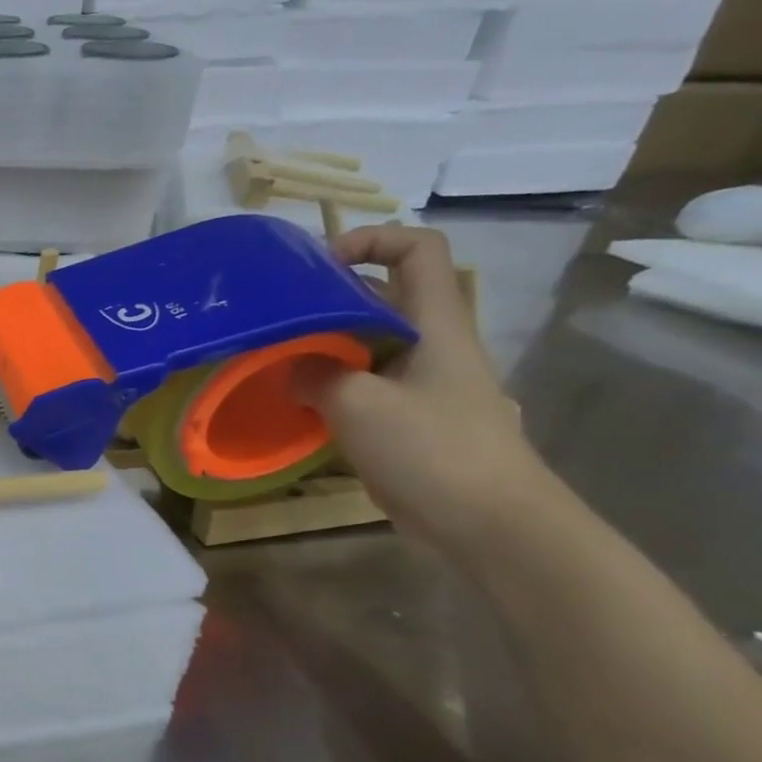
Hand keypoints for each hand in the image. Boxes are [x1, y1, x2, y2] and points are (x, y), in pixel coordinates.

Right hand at [293, 225, 556, 557]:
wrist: (486, 521)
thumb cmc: (431, 449)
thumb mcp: (359, 404)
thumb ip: (316, 374)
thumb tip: (291, 367)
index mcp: (436, 323)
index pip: (418, 250)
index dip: (372, 240)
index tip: (319, 264)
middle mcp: (432, 343)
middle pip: (383, 297)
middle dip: (329, 299)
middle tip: (277, 318)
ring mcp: (422, 383)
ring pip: (368, 344)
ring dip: (323, 347)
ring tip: (275, 359)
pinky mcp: (409, 418)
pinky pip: (363, 385)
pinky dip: (329, 385)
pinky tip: (297, 403)